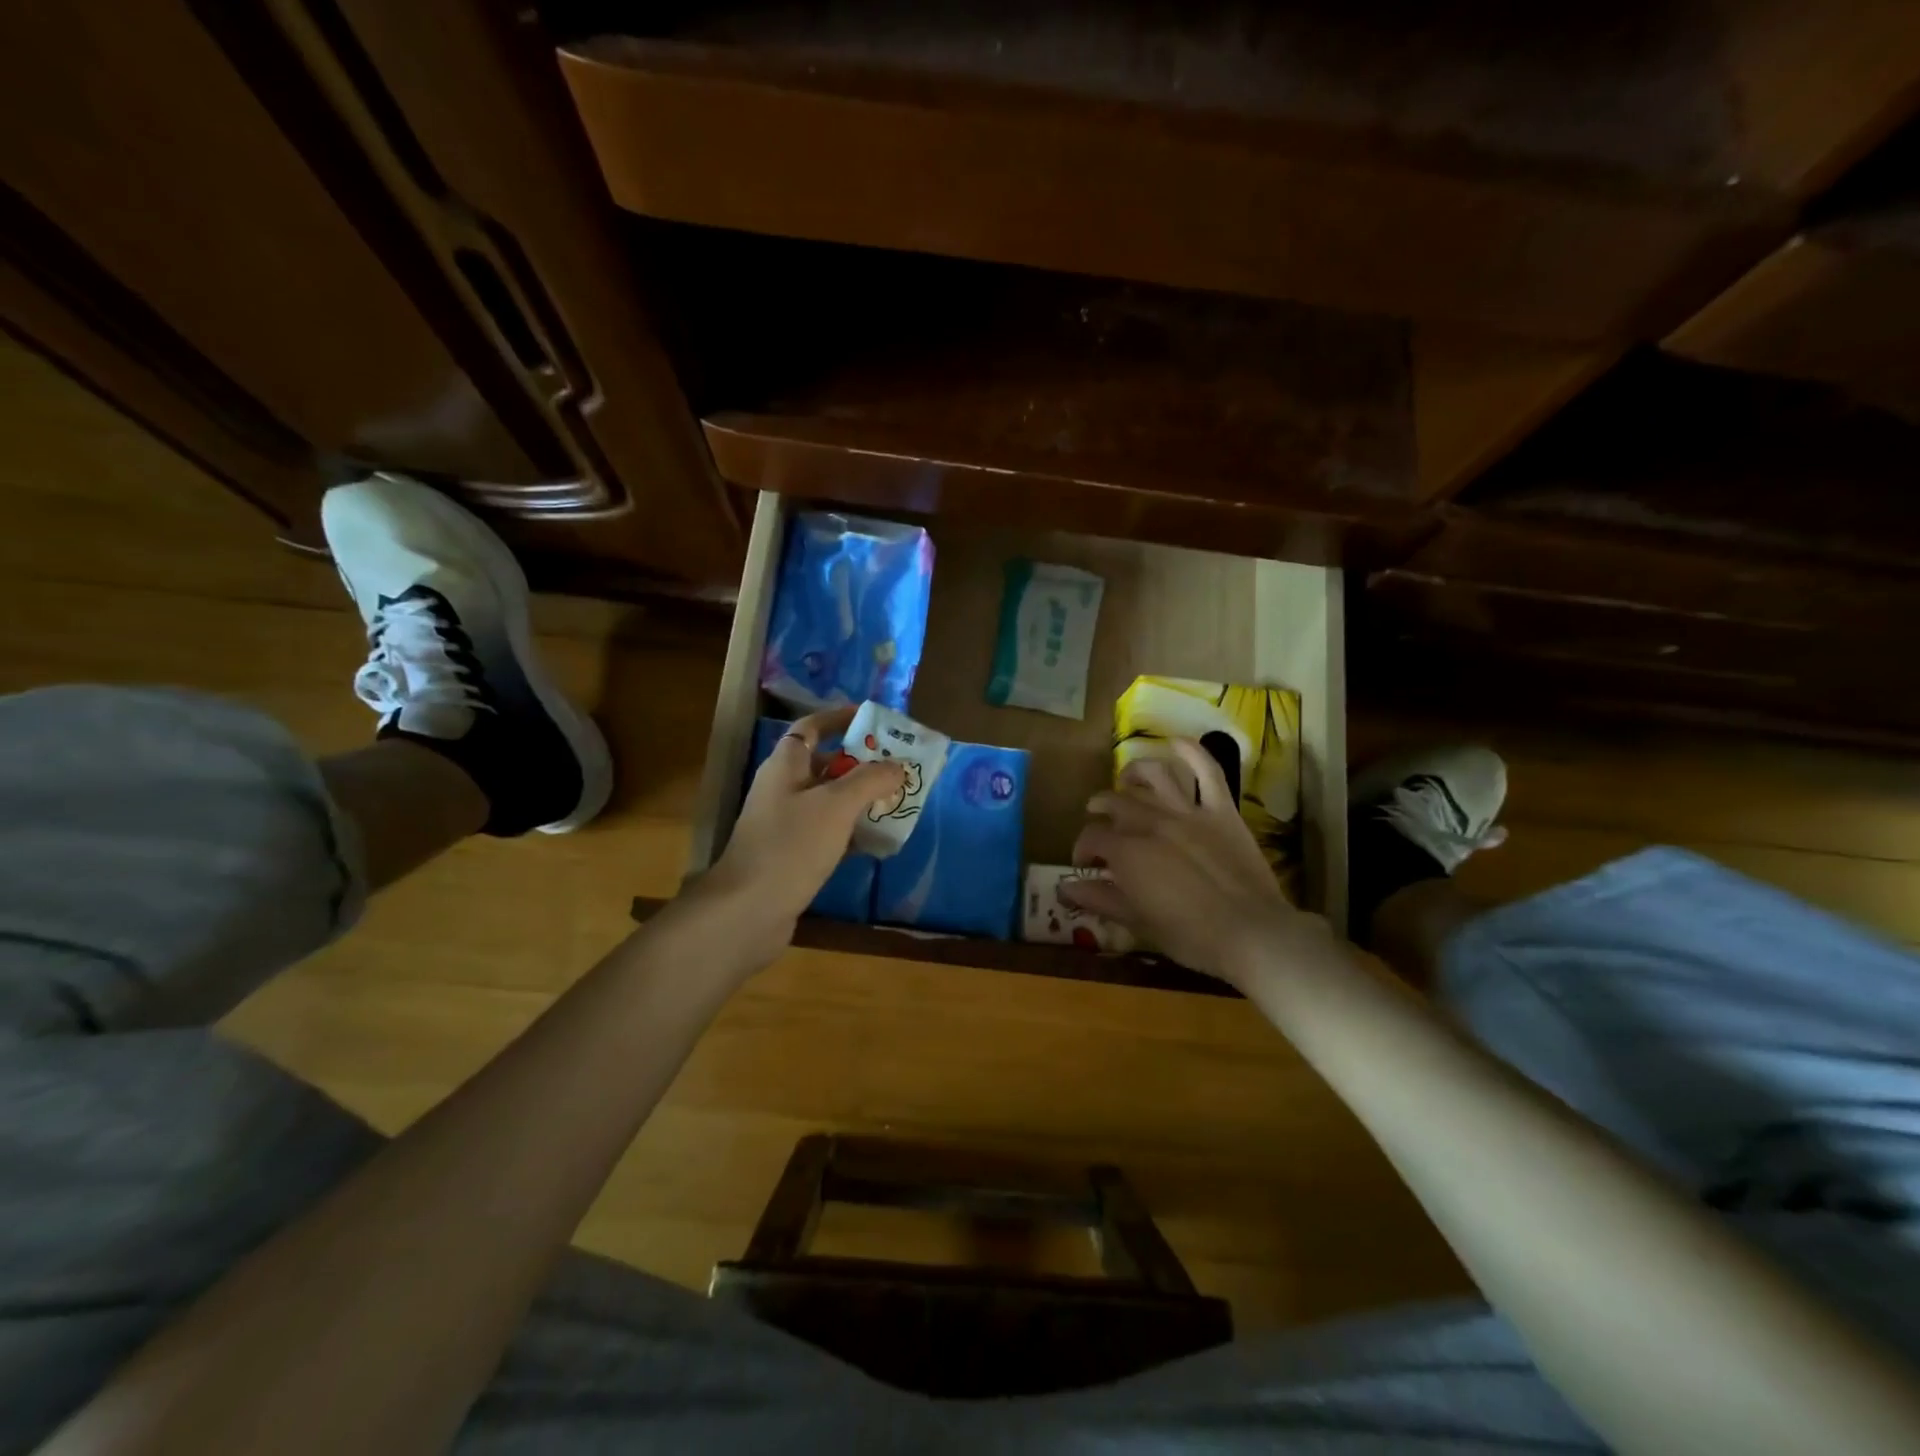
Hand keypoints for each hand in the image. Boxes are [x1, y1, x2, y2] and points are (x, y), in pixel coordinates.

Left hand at [694, 706, 905, 963]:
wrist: (748, 910)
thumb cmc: (791, 846)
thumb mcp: (837, 805)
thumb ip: (870, 780)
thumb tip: (897, 767)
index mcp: (786, 765)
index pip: (811, 727)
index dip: (839, 718)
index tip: (873, 719)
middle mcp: (783, 789)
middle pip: (826, 765)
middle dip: (863, 764)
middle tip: (899, 767)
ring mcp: (786, 824)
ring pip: (830, 802)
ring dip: (862, 800)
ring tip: (899, 802)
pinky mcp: (793, 856)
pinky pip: (829, 834)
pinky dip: (852, 833)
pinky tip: (879, 842)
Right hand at [1061, 739, 1332, 989]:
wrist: (1252, 933)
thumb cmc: (1190, 936)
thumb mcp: (1137, 922)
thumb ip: (1099, 899)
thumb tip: (1064, 889)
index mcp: (1127, 851)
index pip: (1092, 838)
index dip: (1083, 849)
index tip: (1085, 865)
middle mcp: (1151, 822)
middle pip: (1115, 802)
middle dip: (1100, 811)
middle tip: (1100, 825)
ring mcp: (1187, 812)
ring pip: (1153, 776)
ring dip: (1133, 773)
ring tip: (1125, 781)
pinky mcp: (1221, 810)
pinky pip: (1206, 771)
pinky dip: (1191, 751)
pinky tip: (1175, 742)